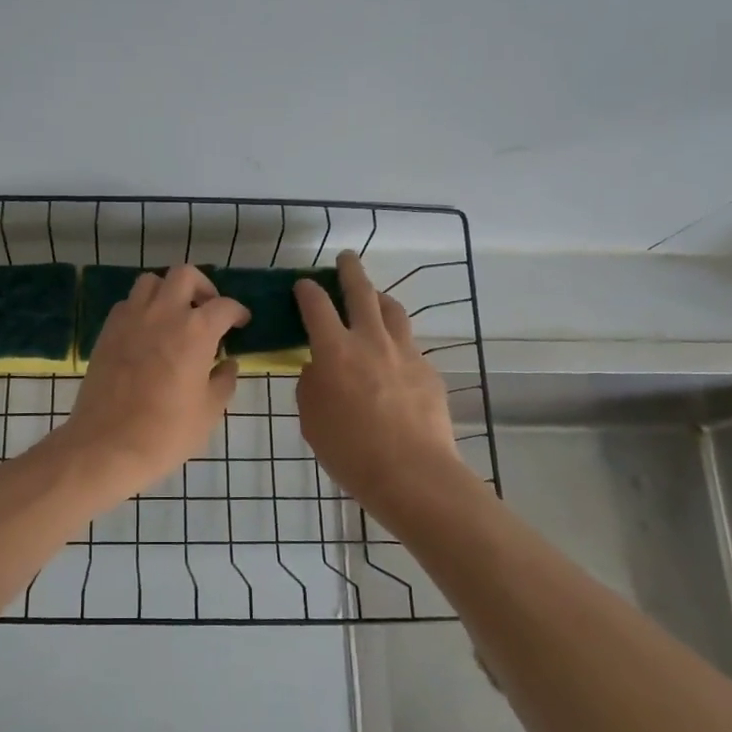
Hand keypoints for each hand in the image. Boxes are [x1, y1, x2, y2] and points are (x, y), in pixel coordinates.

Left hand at [54, 266, 248, 500]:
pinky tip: (147, 332)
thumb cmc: (166, 432)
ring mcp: (130, 319)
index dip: (237, 312)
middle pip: (184, 275)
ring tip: (175, 316)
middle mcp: (163, 313)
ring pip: (151, 282)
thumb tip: (228, 364)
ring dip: (167, 291)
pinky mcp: (107, 331)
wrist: (107, 445)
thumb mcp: (209, 412)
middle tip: (207, 309)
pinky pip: (127, 304)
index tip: (240, 322)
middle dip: (202, 287)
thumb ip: (223, 381)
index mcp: (195, 330)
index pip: (224, 306)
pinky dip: (141, 308)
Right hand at [295, 251, 461, 513]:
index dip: (307, 290)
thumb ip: (312, 384)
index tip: (303, 283)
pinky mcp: (428, 371)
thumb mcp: (311, 417)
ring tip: (374, 296)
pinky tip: (393, 355)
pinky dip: (396, 339)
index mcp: (335, 351)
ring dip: (380, 297)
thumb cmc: (349, 450)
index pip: (317, 306)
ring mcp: (405, 353)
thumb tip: (320, 368)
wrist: (412, 473)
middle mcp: (371, 341)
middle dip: (351, 272)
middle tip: (346, 258)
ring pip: (393, 311)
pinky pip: (409, 344)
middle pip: (362, 293)